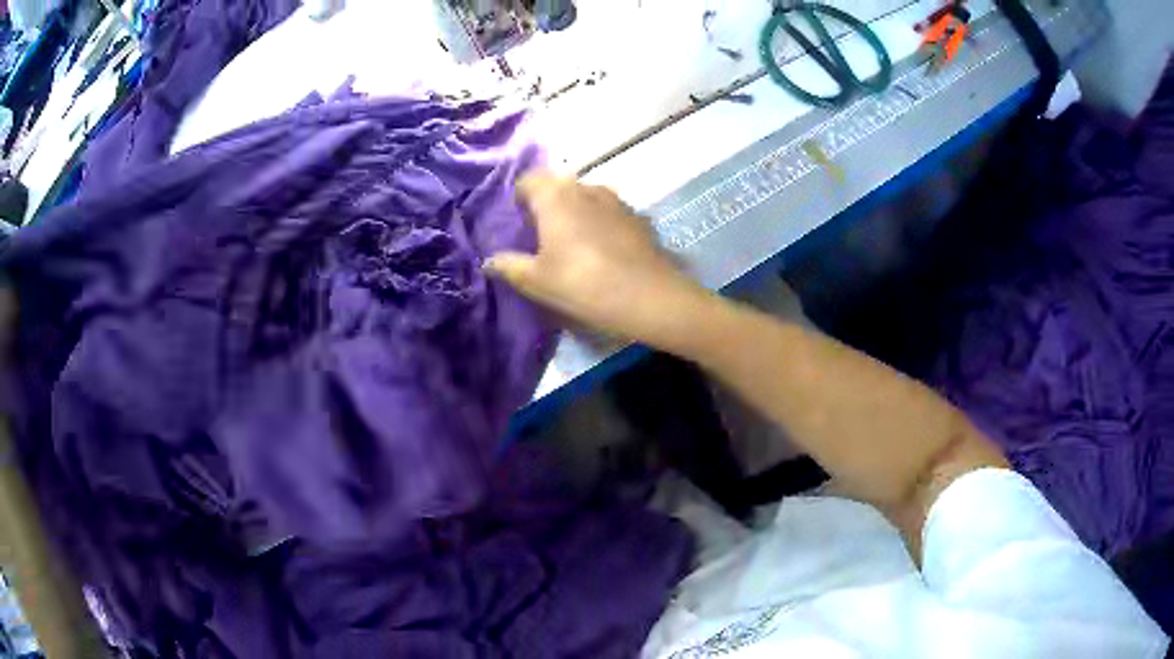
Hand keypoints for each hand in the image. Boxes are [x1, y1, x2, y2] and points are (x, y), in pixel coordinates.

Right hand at [485, 171, 713, 349]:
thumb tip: (489, 261)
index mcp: (555, 195)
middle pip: (557, 186)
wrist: (650, 298)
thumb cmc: (583, 284)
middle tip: (541, 238)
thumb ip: (508, 266)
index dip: (519, 199)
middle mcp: (585, 187)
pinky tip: (603, 252)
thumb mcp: (537, 281)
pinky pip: (607, 212)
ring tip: (572, 246)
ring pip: (584, 197)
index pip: (528, 180)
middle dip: (546, 206)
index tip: (518, 225)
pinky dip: (599, 223)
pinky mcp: (637, 216)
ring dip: (574, 213)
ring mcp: (615, 199)